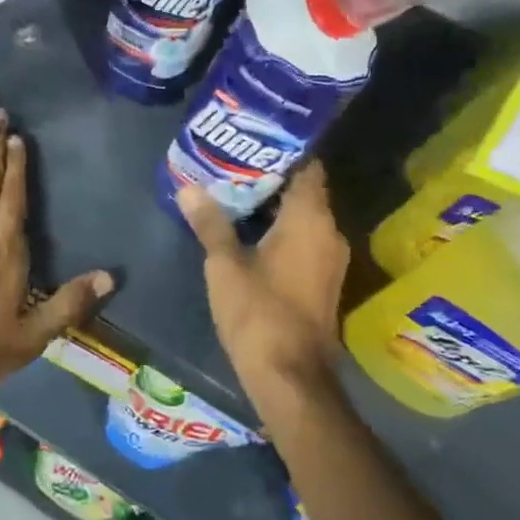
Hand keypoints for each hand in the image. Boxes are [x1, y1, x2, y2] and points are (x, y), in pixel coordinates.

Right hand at [176, 162, 348, 411]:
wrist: (291, 378)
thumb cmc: (259, 313)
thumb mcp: (225, 265)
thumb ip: (210, 223)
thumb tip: (188, 189)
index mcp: (310, 218)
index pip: (307, 167)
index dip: (283, 151)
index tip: (253, 141)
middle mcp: (329, 232)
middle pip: (305, 191)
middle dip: (271, 178)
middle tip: (233, 166)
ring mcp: (331, 260)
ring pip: (305, 218)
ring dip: (275, 207)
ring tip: (235, 194)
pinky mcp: (325, 282)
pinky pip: (306, 241)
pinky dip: (283, 231)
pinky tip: (251, 233)